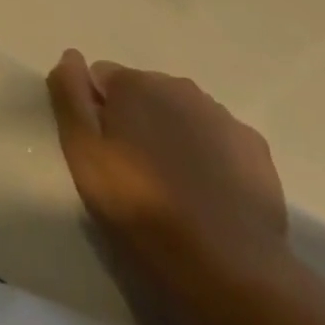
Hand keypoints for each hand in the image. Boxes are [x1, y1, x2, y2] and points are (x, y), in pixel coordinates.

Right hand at [48, 50, 286, 297]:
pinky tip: (207, 191)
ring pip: (181, 113)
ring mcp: (221, 116)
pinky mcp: (254, 148)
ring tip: (171, 185)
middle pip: (143, 92)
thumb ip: (70, 97)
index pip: (101, 79)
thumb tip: (70, 56)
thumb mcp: (84, 155)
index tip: (102, 152)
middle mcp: (178, 86)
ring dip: (170, 136)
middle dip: (135, 120)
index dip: (97, 113)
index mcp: (134, 84)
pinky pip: (217, 138)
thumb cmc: (143, 209)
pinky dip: (208, 154)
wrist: (230, 268)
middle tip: (133, 172)